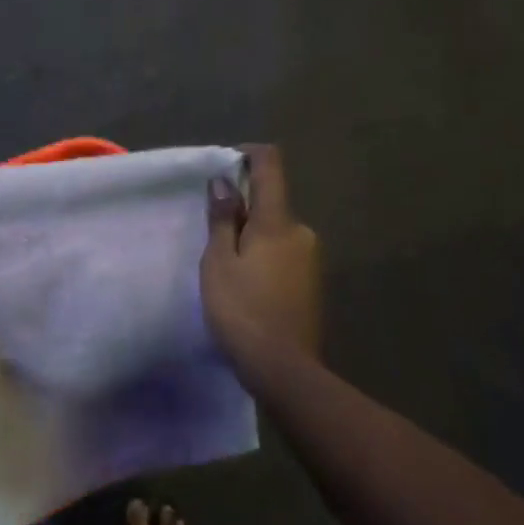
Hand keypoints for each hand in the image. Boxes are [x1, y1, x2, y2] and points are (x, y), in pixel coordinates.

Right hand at [201, 145, 321, 373]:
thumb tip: (225, 181)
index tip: (223, 166)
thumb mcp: (219, 262)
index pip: (270, 165)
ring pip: (276, 231)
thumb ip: (223, 218)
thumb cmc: (242, 310)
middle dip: (242, 208)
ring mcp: (311, 258)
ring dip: (251, 236)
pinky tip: (246, 286)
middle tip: (211, 235)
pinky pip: (283, 254)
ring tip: (224, 266)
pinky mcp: (312, 283)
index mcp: (278, 221)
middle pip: (271, 202)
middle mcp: (302, 232)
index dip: (247, 155)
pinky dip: (263, 257)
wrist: (283, 369)